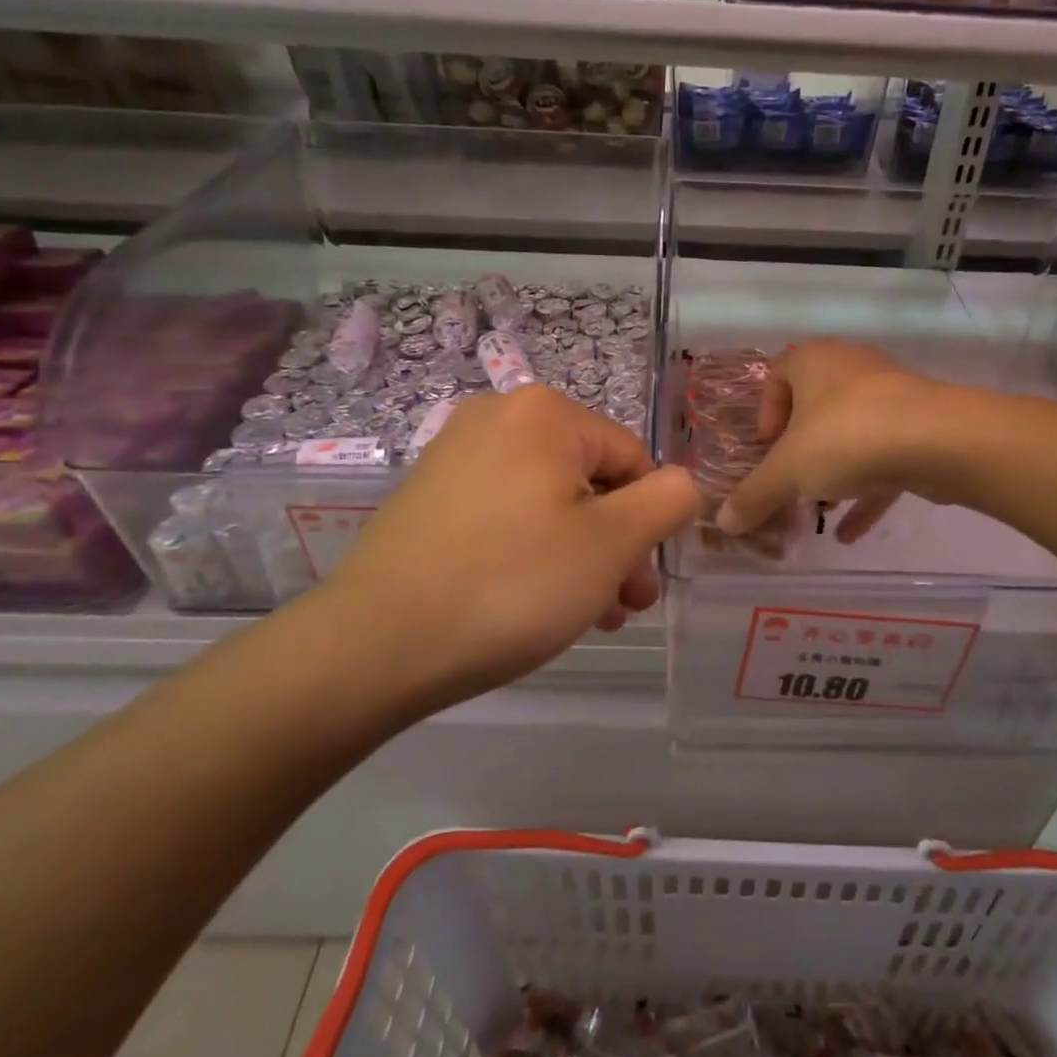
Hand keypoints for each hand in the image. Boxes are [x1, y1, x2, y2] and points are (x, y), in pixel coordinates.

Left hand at [322, 387, 700, 713]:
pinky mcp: (430, 493)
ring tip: (584, 615)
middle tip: (620, 607)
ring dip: (579, 554)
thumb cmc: (512, 585)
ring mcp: (456, 452)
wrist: (374, 644)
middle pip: (589, 479)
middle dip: (614, 544)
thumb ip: (668, 501)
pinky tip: (533, 601)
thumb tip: (682, 483)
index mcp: (545, 412)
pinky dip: (531, 550)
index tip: (640, 584)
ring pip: (549, 501)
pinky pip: (506, 512)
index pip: (633, 459)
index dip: (647, 522)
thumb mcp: (612, 543)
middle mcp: (498, 416)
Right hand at [715, 340, 941, 543]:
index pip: (778, 373)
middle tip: (790, 478)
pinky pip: (882, 458)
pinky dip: (865, 491)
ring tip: (819, 507)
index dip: (765, 412)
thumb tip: (724, 523)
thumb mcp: (787, 471)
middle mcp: (851, 368)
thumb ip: (754, 495)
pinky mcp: (918, 426)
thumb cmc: (847, 437)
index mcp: (814, 361)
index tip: (766, 449)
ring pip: (851, 432)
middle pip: (815, 406)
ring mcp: (890, 395)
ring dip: (833, 470)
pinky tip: (850, 533)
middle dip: (800, 447)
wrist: (939, 440)